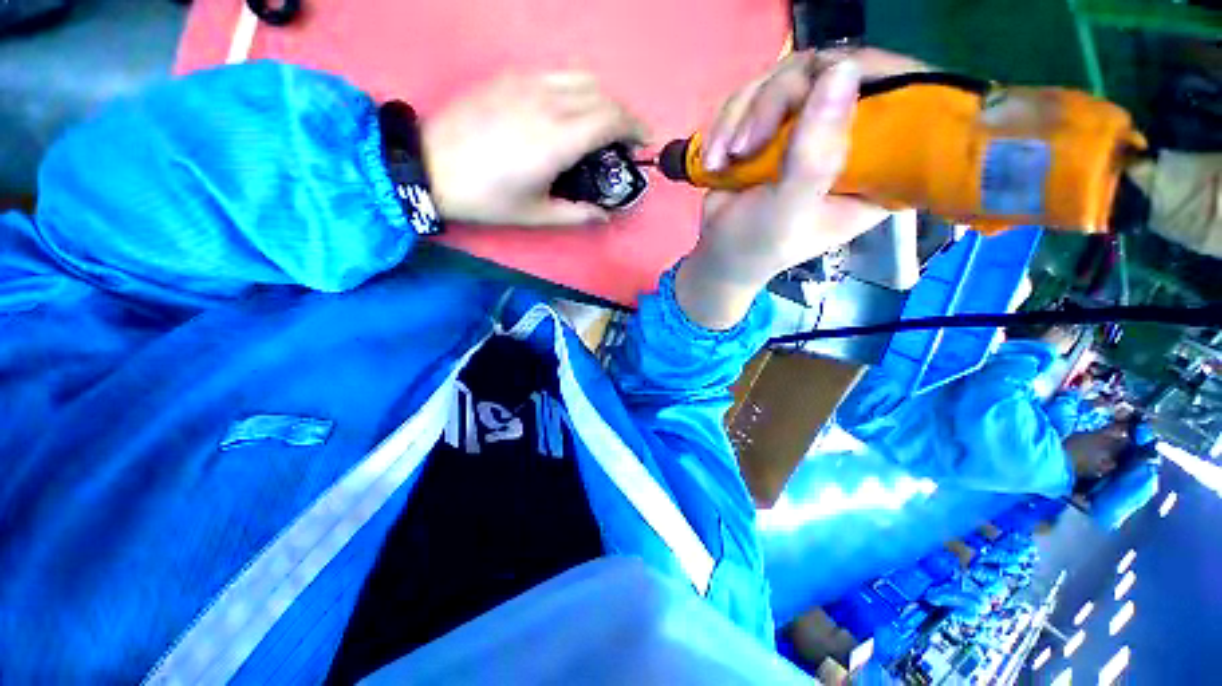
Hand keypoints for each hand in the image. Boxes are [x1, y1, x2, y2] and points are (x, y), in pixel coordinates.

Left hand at [422, 72, 646, 225]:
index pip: (611, 119)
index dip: (635, 128)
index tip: (643, 143)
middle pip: (602, 95)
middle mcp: (547, 103)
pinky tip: (567, 111)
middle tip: (623, 140)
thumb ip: (577, 214)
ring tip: (599, 124)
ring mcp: (526, 84)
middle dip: (622, 115)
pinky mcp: (509, 78)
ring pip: (580, 78)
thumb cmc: (486, 198)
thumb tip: (604, 216)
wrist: (429, 166)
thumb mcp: (536, 214)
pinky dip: (575, 90)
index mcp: (557, 140)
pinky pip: (555, 75)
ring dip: (600, 99)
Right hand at [676, 49, 926, 329]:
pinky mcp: (776, 123)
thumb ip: (815, 154)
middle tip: (744, 146)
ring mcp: (810, 126)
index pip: (899, 99)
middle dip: (773, 105)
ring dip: (740, 118)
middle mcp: (850, 138)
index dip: (867, 77)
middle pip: (831, 74)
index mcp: (877, 168)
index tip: (822, 87)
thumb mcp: (789, 209)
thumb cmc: (757, 245)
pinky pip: (754, 93)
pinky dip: (726, 123)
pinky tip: (714, 157)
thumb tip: (843, 69)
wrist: (717, 253)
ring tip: (722, 160)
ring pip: (785, 77)